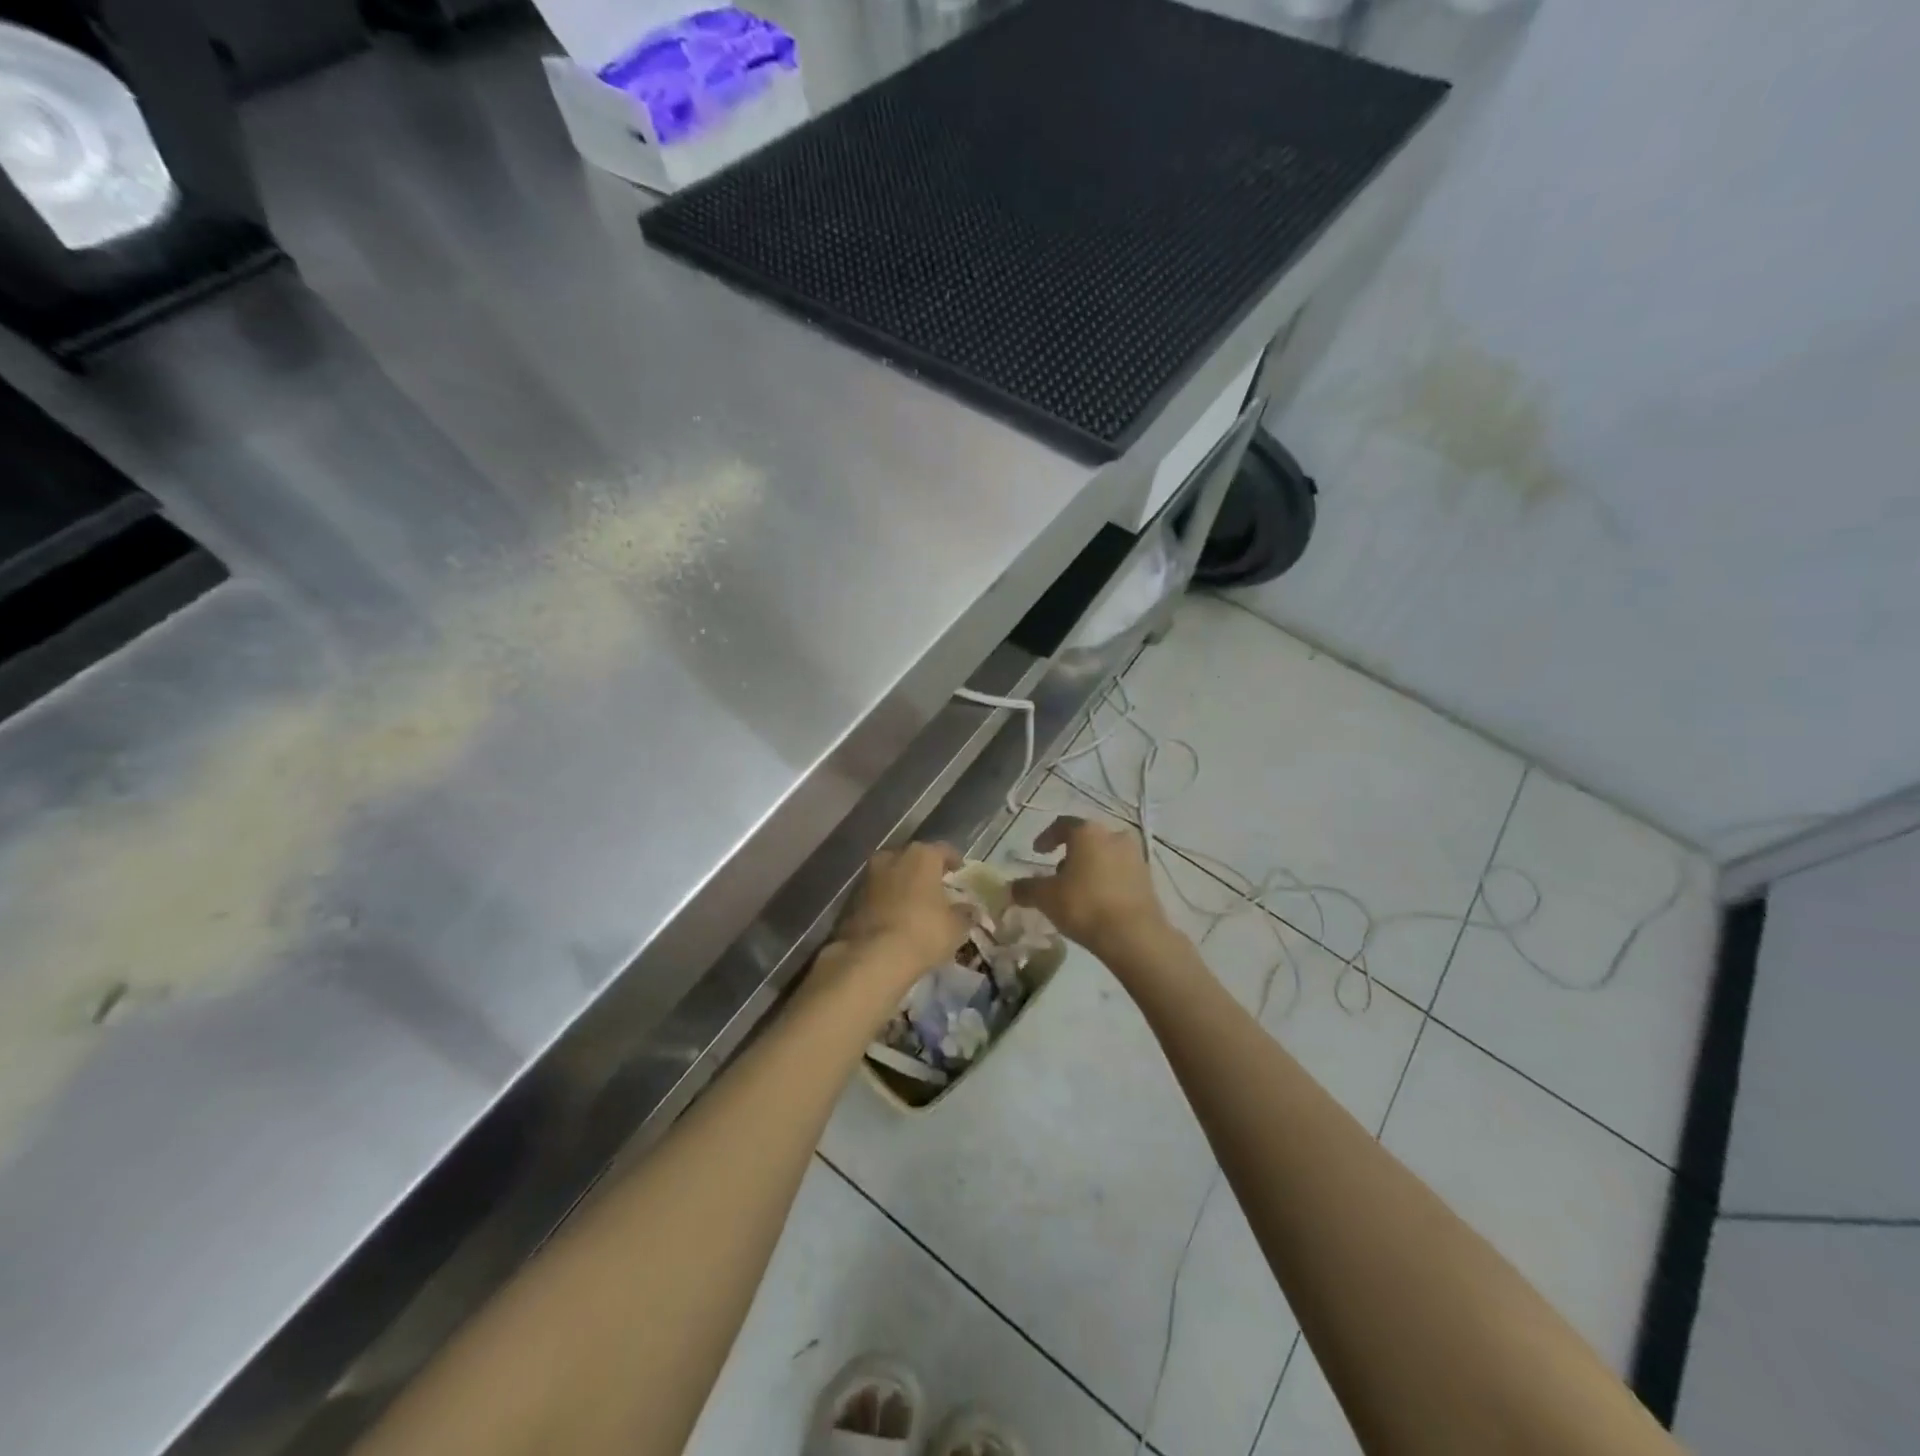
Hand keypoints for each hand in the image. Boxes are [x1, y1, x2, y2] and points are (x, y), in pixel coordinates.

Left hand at [825, 841, 970, 991]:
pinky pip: (877, 893)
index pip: (943, 850)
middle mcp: (892, 856)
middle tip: (936, 888)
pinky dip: (887, 900)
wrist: (871, 957)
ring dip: (903, 885)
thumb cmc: (922, 933)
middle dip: (925, 871)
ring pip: (892, 874)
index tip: (959, 871)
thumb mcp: (955, 927)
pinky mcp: (852, 897)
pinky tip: (895, 918)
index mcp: (921, 855)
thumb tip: (969, 909)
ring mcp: (868, 875)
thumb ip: (965, 913)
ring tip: (915, 905)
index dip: (954, 860)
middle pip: (914, 859)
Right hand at [1011, 816, 1173, 957]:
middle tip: (1056, 874)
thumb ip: (1026, 888)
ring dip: (1089, 867)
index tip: (1037, 851)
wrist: (1135, 935)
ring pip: (1105, 855)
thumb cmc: (1084, 905)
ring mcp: (1135, 856)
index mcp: (1088, 832)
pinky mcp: (1148, 878)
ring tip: (1076, 891)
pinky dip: (1106, 880)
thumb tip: (1012, 888)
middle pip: (1086, 839)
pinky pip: (1120, 872)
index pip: (1062, 824)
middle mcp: (1114, 836)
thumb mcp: (1045, 898)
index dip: (1046, 837)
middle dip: (1070, 854)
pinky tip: (1097, 901)